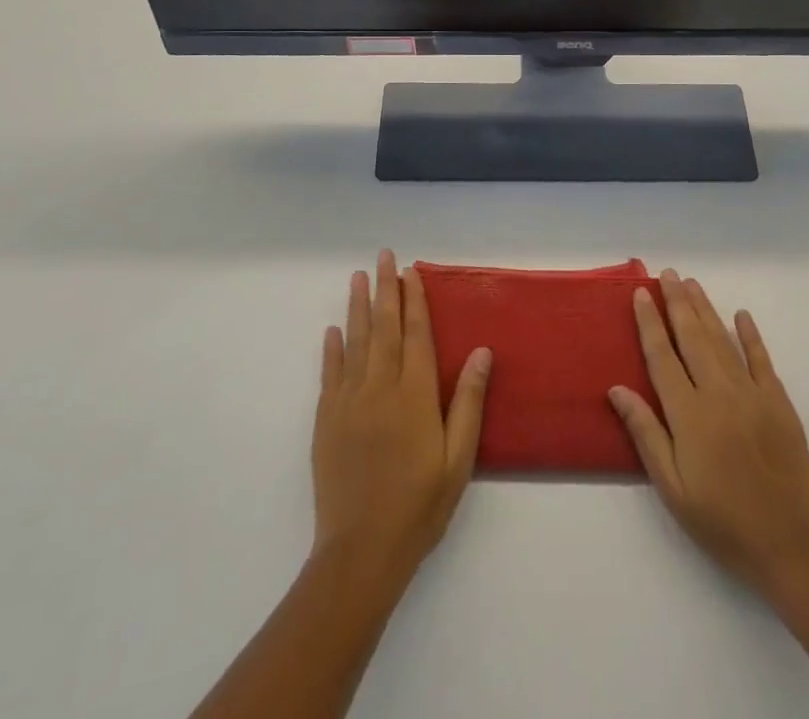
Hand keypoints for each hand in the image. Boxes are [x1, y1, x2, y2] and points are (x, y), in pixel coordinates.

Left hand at [311, 250, 491, 581]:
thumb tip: (481, 351)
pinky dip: (331, 348)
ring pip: (355, 342)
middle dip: (385, 289)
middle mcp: (380, 388)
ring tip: (358, 277)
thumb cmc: (419, 505)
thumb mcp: (458, 459)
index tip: (412, 271)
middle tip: (384, 256)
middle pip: (384, 327)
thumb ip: (468, 402)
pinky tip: (333, 330)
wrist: (361, 552)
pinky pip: (329, 374)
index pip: (416, 334)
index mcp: (414, 395)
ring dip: (358, 307)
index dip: (415, 300)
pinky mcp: (326, 421)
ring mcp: (348, 402)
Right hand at [609, 269, 808, 598]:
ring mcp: (752, 394)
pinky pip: (762, 359)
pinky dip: (750, 335)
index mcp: (689, 414)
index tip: (640, 294)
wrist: (790, 545)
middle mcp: (719, 393)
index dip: (649, 323)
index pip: (662, 356)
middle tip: (667, 273)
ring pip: (723, 340)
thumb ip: (645, 434)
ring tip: (691, 284)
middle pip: (692, 337)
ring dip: (705, 309)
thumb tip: (616, 389)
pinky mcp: (779, 403)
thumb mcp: (673, 488)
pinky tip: (741, 315)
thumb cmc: (722, 522)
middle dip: (677, 302)